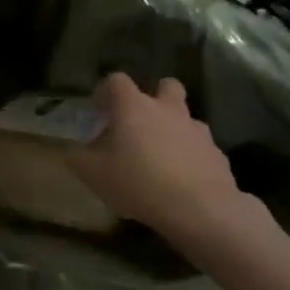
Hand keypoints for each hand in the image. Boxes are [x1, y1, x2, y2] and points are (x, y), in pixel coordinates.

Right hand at [68, 73, 277, 258]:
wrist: (200, 209)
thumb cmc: (139, 182)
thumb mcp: (95, 174)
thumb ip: (79, 158)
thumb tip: (72, 151)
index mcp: (134, 107)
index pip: (117, 80)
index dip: (105, 91)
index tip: (98, 110)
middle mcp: (167, 110)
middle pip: (166, 86)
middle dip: (154, 97)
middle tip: (140, 121)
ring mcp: (197, 130)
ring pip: (185, 118)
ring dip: (173, 129)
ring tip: (160, 156)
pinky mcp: (217, 154)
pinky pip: (200, 147)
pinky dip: (190, 156)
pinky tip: (181, 180)